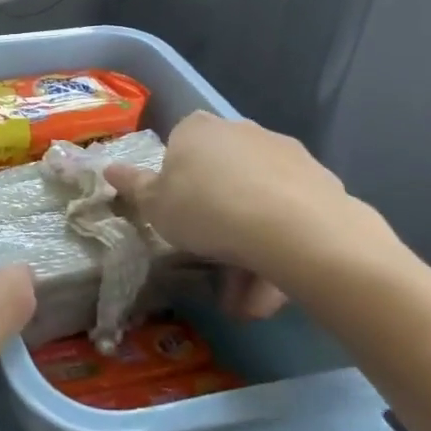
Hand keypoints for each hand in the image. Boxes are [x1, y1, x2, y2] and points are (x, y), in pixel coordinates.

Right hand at [107, 113, 393, 306]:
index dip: (177, 184)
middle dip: (216, 222)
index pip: (179, 146)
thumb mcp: (154, 205)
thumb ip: (133, 187)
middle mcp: (241, 131)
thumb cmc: (206, 209)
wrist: (295, 230)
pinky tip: (275, 291)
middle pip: (222, 178)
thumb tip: (108, 168)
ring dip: (249, 248)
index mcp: (197, 129)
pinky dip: (280, 249)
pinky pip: (290, 216)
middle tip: (211, 264)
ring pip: (257, 202)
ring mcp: (285, 154)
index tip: (179, 218)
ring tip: (247, 302)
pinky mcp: (322, 182)